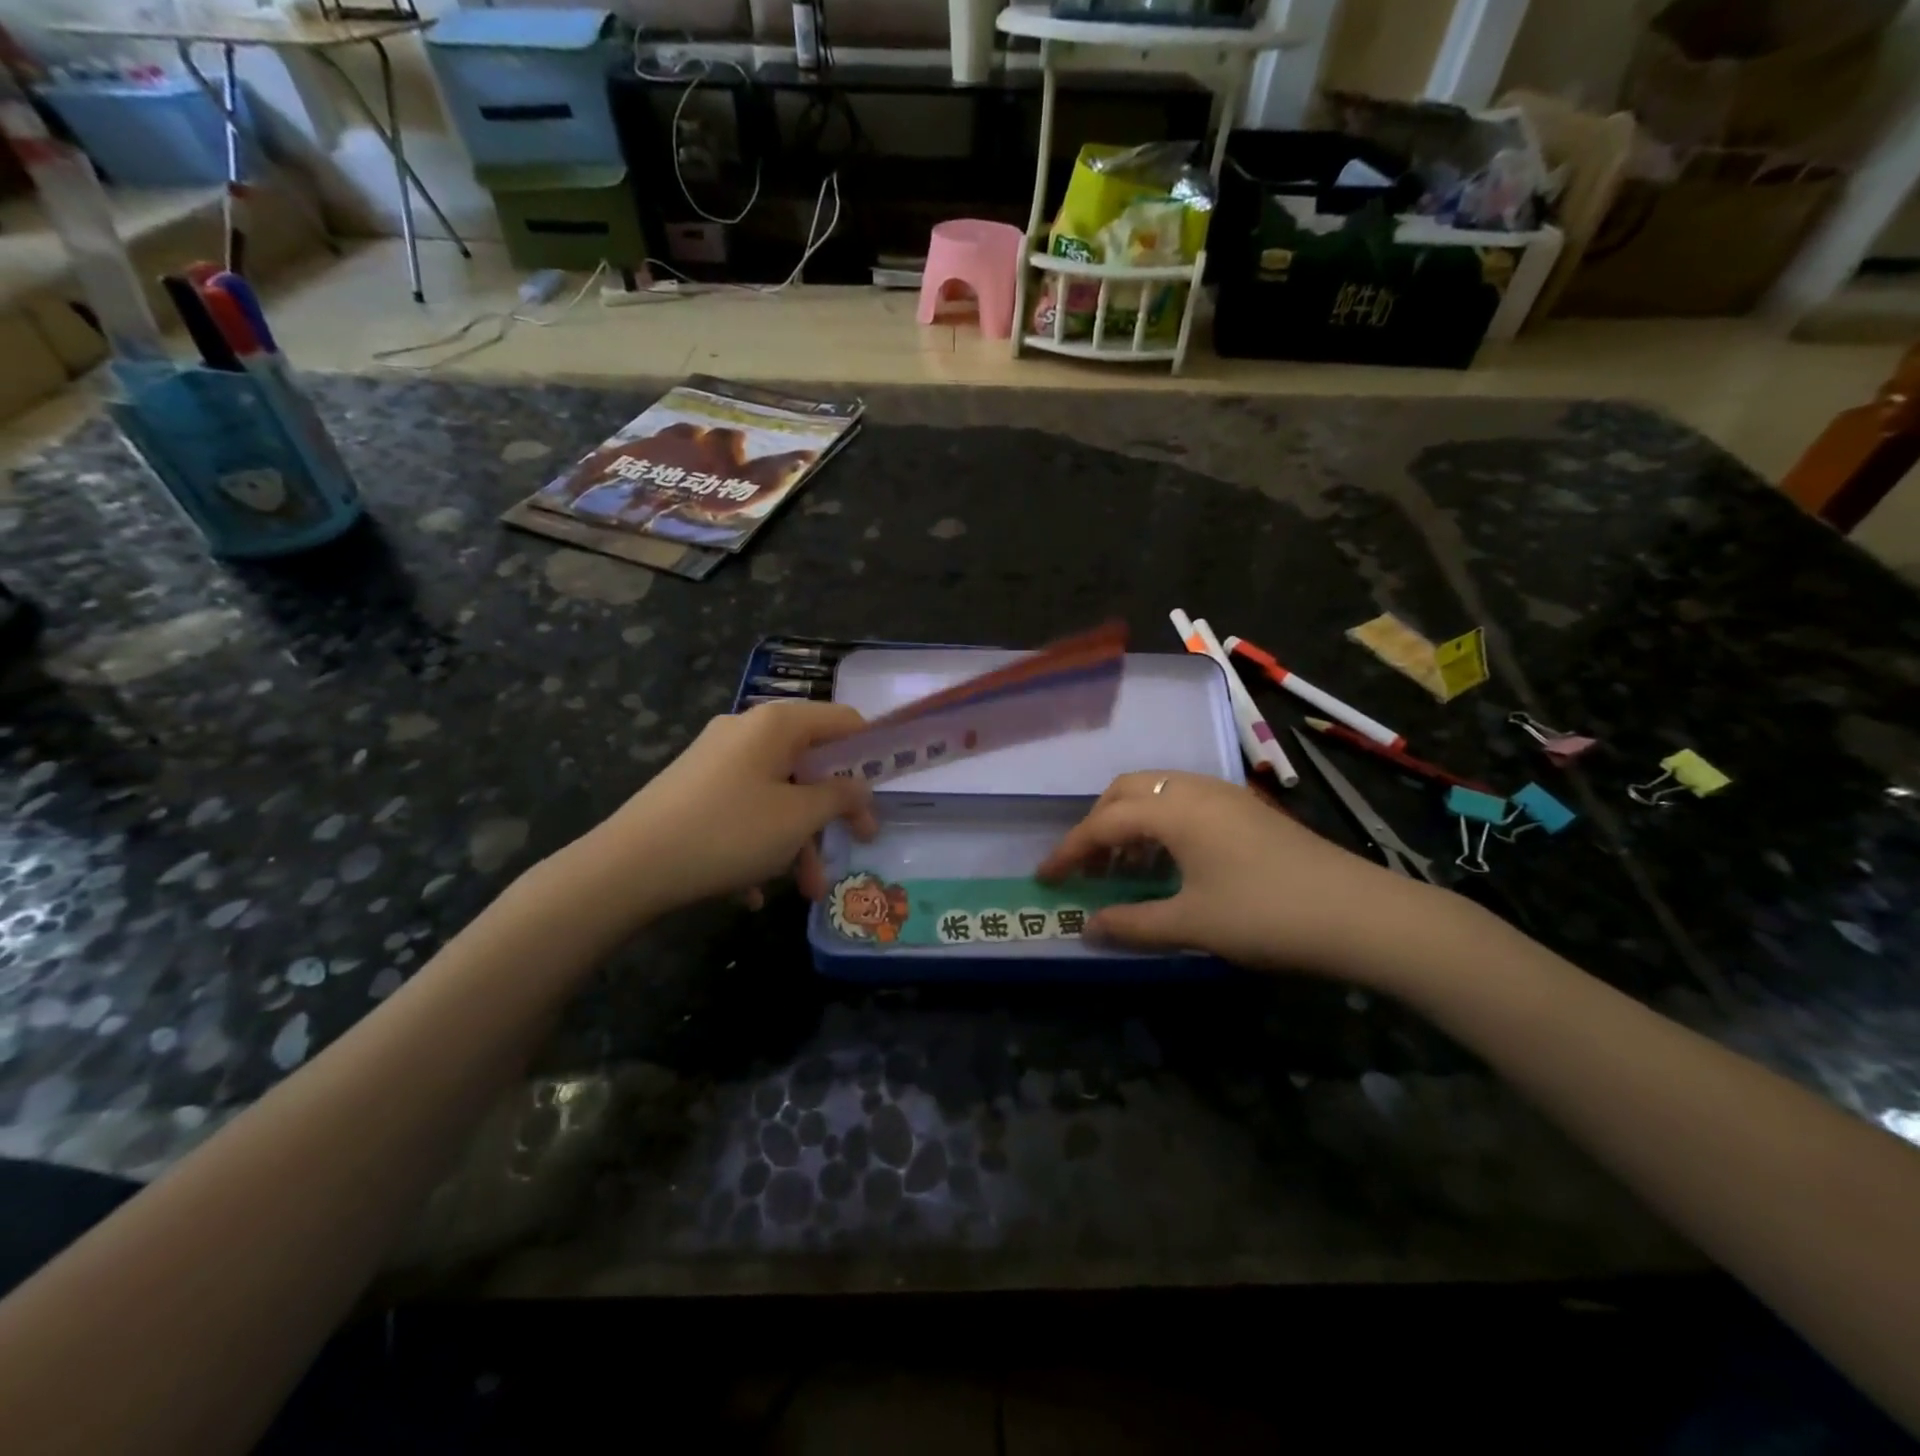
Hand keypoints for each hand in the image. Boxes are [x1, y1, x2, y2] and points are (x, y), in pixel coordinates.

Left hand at [579, 701, 878, 920]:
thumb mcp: (798, 818)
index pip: (843, 721)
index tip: (885, 790)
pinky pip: (743, 811)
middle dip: (831, 813)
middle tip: (854, 846)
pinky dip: (759, 845)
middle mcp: (746, 731)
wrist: (627, 868)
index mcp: (776, 724)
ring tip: (803, 890)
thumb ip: (840, 796)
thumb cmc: (728, 833)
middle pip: (809, 763)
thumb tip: (860, 785)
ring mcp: (716, 760)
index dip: (871, 752)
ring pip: (777, 794)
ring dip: (797, 840)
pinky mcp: (693, 790)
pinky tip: (752, 891)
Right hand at [1036, 770, 1429, 979]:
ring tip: (1123, 865)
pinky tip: (1169, 859)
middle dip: (1097, 824)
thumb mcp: (1192, 925)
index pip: (1103, 823)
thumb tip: (1086, 927)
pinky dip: (1160, 822)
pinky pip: (1184, 801)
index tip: (1044, 877)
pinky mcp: (1246, 809)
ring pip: (1157, 792)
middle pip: (1126, 791)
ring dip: (1130, 821)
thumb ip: (1132, 924)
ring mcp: (1224, 794)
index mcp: (1173, 810)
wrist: (1361, 914)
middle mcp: (1194, 789)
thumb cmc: (1267, 916)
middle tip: (1086, 866)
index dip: (1069, 851)